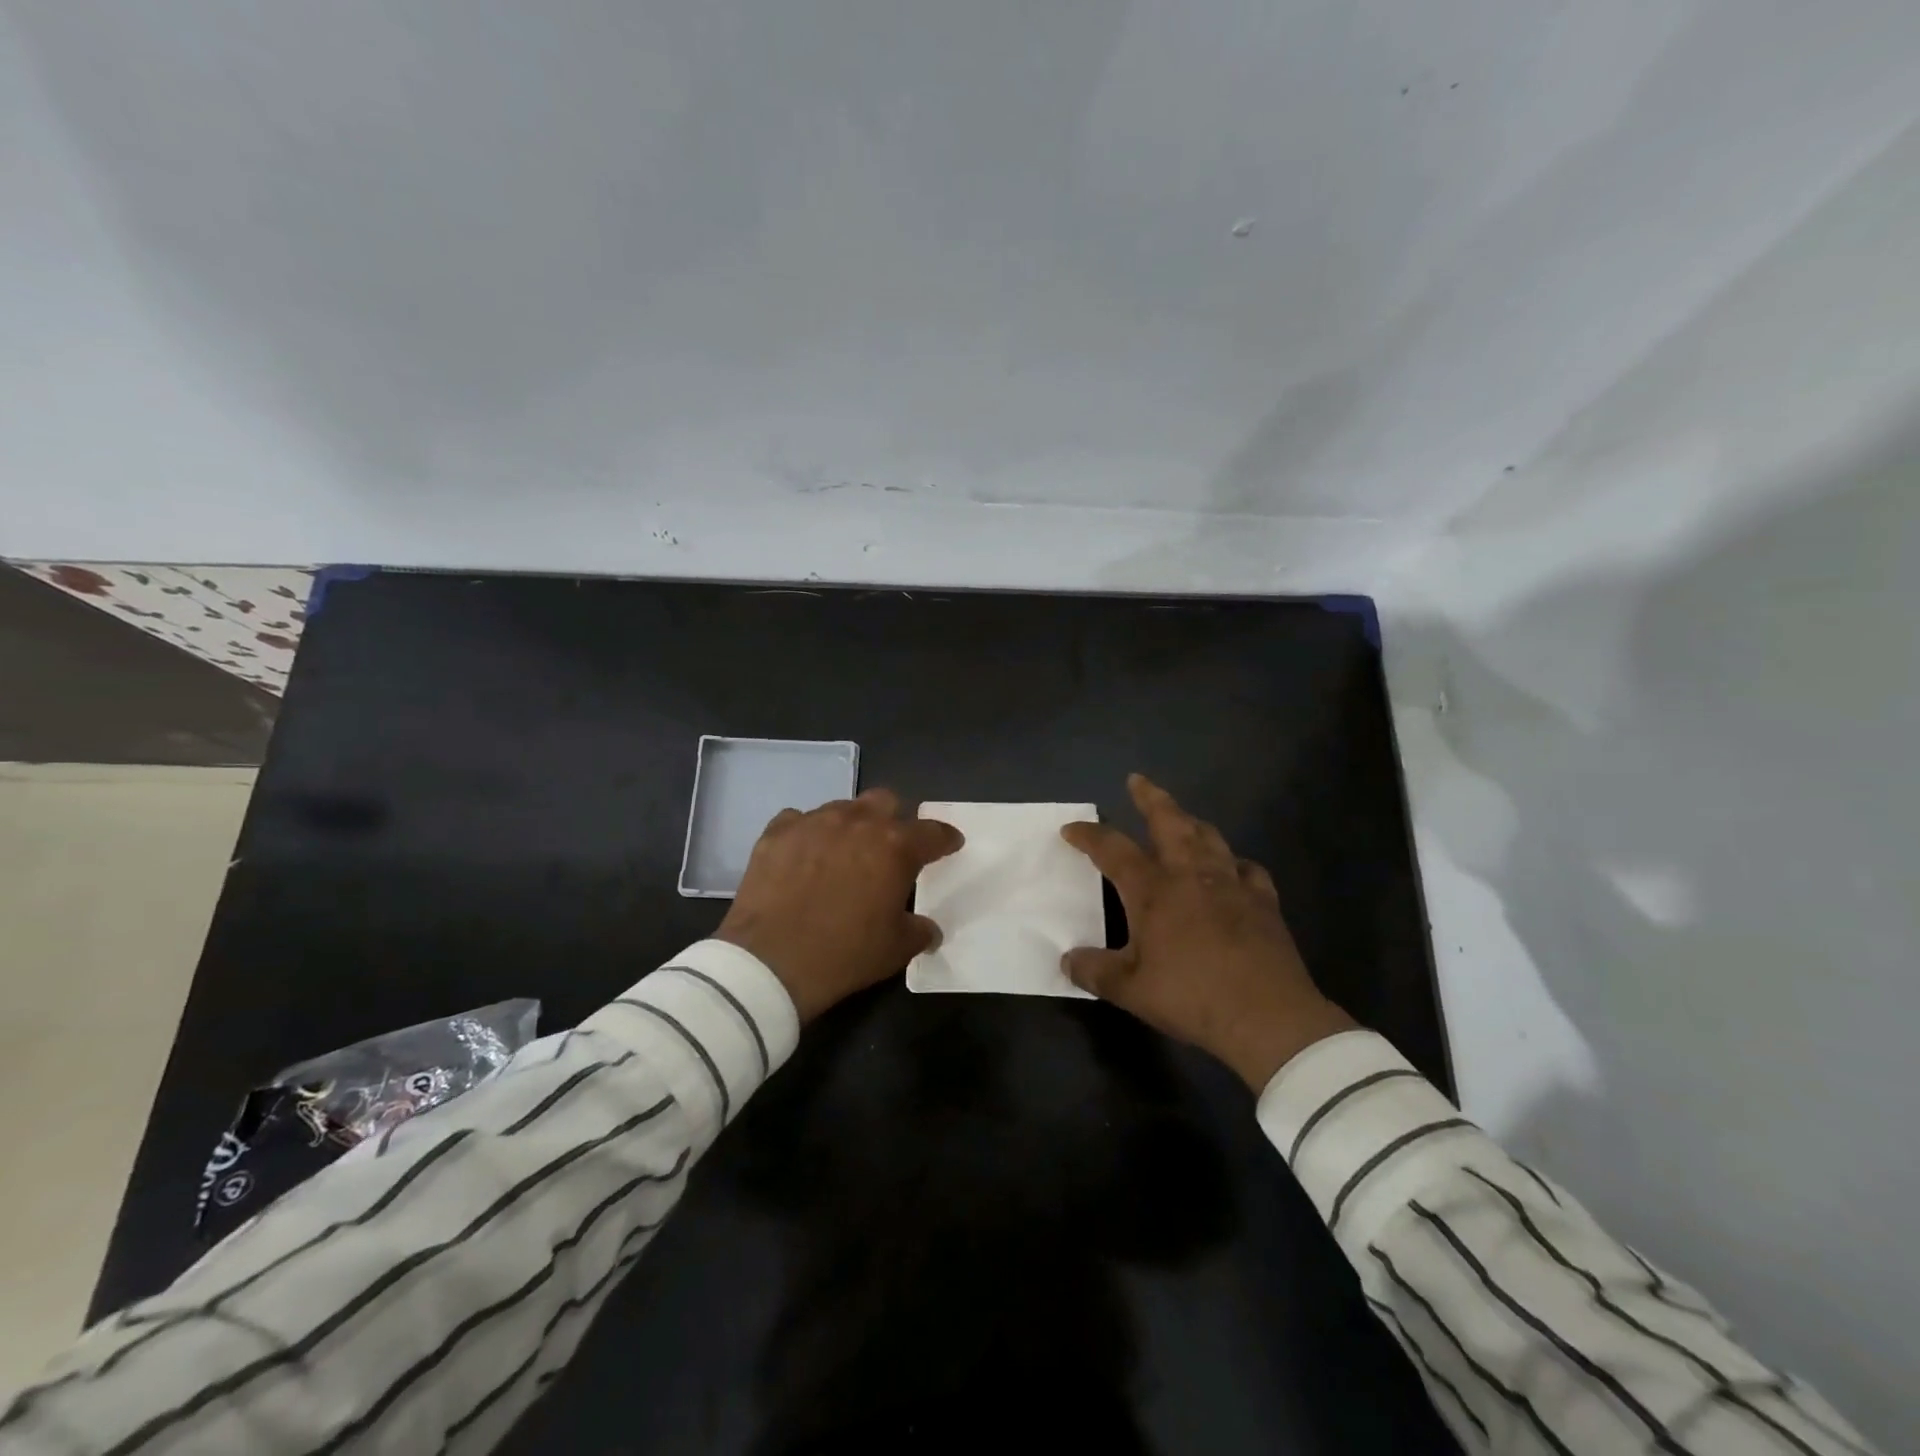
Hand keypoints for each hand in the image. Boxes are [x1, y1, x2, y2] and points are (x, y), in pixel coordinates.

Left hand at [716, 788, 963, 1023]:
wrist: (770, 961)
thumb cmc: (844, 954)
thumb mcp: (895, 950)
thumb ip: (919, 931)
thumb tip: (928, 929)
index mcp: (895, 847)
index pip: (933, 832)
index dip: (945, 838)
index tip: (950, 844)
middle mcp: (857, 822)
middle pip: (885, 801)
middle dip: (893, 819)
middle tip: (889, 847)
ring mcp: (814, 822)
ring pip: (842, 808)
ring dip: (850, 826)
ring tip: (843, 852)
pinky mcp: (777, 832)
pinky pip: (799, 820)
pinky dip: (807, 834)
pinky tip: (803, 856)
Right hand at [1060, 774, 1356, 1090]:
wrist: (1267, 1016)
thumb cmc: (1191, 996)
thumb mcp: (1130, 990)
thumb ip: (1094, 972)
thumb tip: (1067, 960)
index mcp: (1153, 890)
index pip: (1113, 849)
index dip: (1089, 835)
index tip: (1071, 829)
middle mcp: (1191, 875)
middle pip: (1169, 821)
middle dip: (1150, 798)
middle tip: (1138, 781)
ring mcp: (1231, 884)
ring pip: (1209, 836)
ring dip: (1190, 821)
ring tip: (1181, 817)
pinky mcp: (1264, 901)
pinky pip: (1247, 869)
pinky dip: (1234, 862)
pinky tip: (1233, 869)